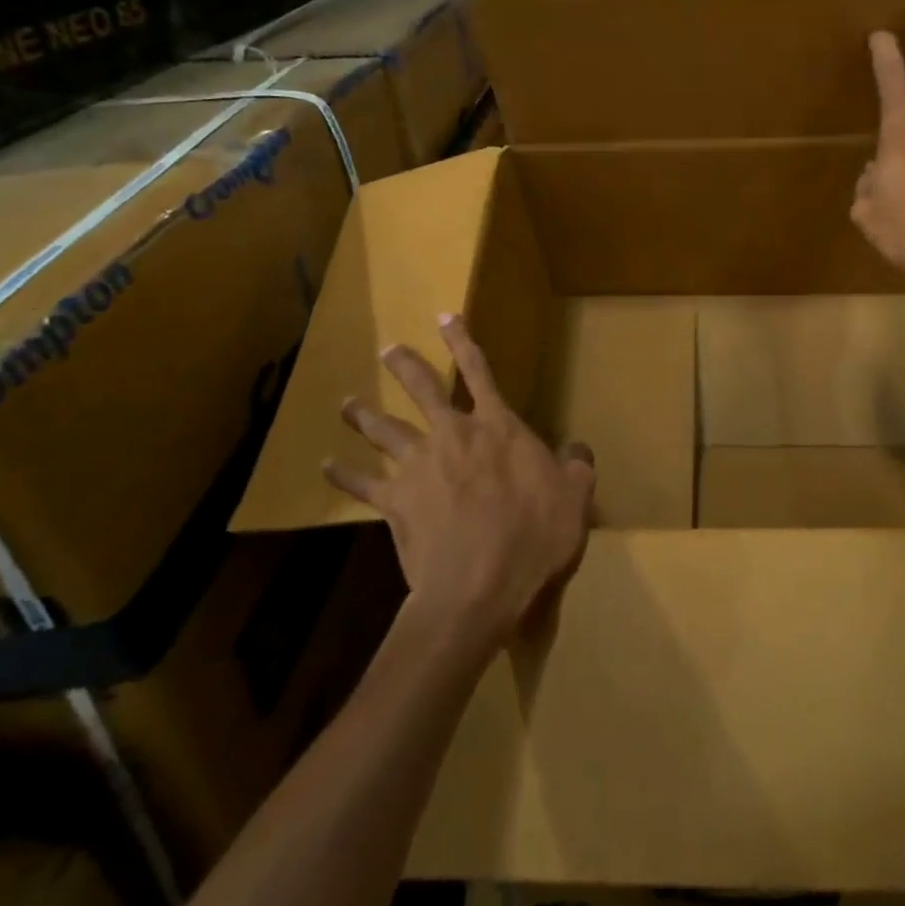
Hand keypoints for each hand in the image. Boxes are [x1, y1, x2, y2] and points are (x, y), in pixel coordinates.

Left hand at [325, 314, 595, 654]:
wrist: (480, 589)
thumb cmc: (534, 538)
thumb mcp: (576, 497)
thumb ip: (576, 466)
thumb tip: (578, 448)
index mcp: (498, 427)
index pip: (479, 371)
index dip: (462, 341)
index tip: (444, 316)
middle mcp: (454, 435)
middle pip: (424, 390)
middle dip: (406, 366)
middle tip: (387, 350)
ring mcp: (420, 467)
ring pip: (386, 430)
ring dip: (365, 415)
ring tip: (347, 404)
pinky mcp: (395, 503)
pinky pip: (364, 484)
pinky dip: (345, 474)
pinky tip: (326, 466)